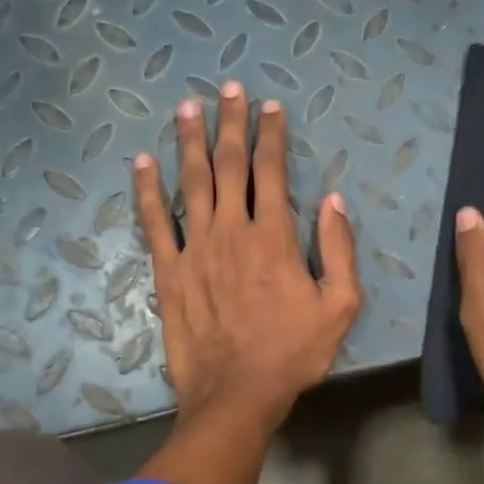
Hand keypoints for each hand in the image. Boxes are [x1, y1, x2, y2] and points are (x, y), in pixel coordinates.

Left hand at [133, 80, 359, 431]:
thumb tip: (334, 201)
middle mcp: (232, 230)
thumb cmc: (293, 352)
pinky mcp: (169, 271)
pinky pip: (155, 222)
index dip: (271, 136)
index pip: (272, 171)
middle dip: (231, 123)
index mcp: (274, 237)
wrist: (238, 394)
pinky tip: (143, 162)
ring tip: (187, 107)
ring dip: (190, 141)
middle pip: (229, 165)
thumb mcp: (340, 306)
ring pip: (191, 182)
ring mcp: (195, 248)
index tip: (271, 108)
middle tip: (230, 89)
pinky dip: (148, 190)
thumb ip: (339, 250)